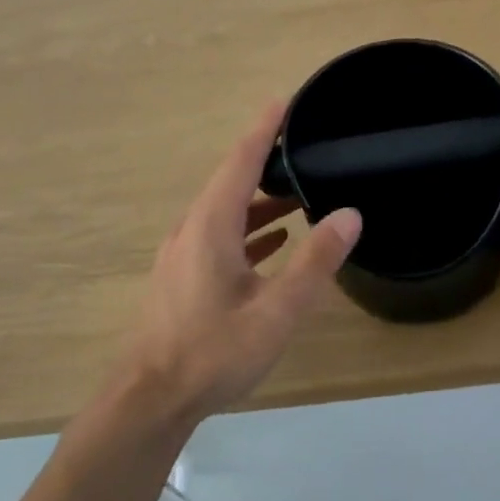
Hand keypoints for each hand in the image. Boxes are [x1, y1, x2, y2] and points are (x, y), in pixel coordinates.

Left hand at [124, 102, 361, 422]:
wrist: (150, 399)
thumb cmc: (213, 352)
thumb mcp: (276, 310)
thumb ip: (315, 261)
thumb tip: (349, 214)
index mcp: (212, 224)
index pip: (241, 160)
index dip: (265, 128)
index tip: (286, 101)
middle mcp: (192, 229)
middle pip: (232, 180)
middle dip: (267, 161)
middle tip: (305, 149)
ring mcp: (182, 253)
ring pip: (225, 211)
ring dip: (260, 200)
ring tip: (299, 195)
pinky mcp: (181, 277)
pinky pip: (218, 236)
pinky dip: (247, 230)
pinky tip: (272, 243)